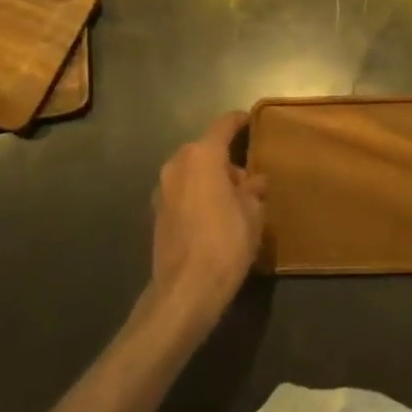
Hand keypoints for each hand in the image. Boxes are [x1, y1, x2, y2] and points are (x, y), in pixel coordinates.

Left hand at [149, 112, 264, 330]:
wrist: (185, 290)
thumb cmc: (226, 242)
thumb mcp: (253, 213)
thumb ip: (253, 190)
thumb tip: (254, 181)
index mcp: (202, 156)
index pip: (223, 126)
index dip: (239, 121)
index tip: (251, 121)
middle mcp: (177, 164)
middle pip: (205, 150)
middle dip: (226, 159)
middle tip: (248, 178)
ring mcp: (162, 189)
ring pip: (192, 172)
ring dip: (210, 179)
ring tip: (233, 200)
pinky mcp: (156, 213)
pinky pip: (183, 192)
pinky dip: (198, 195)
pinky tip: (213, 216)